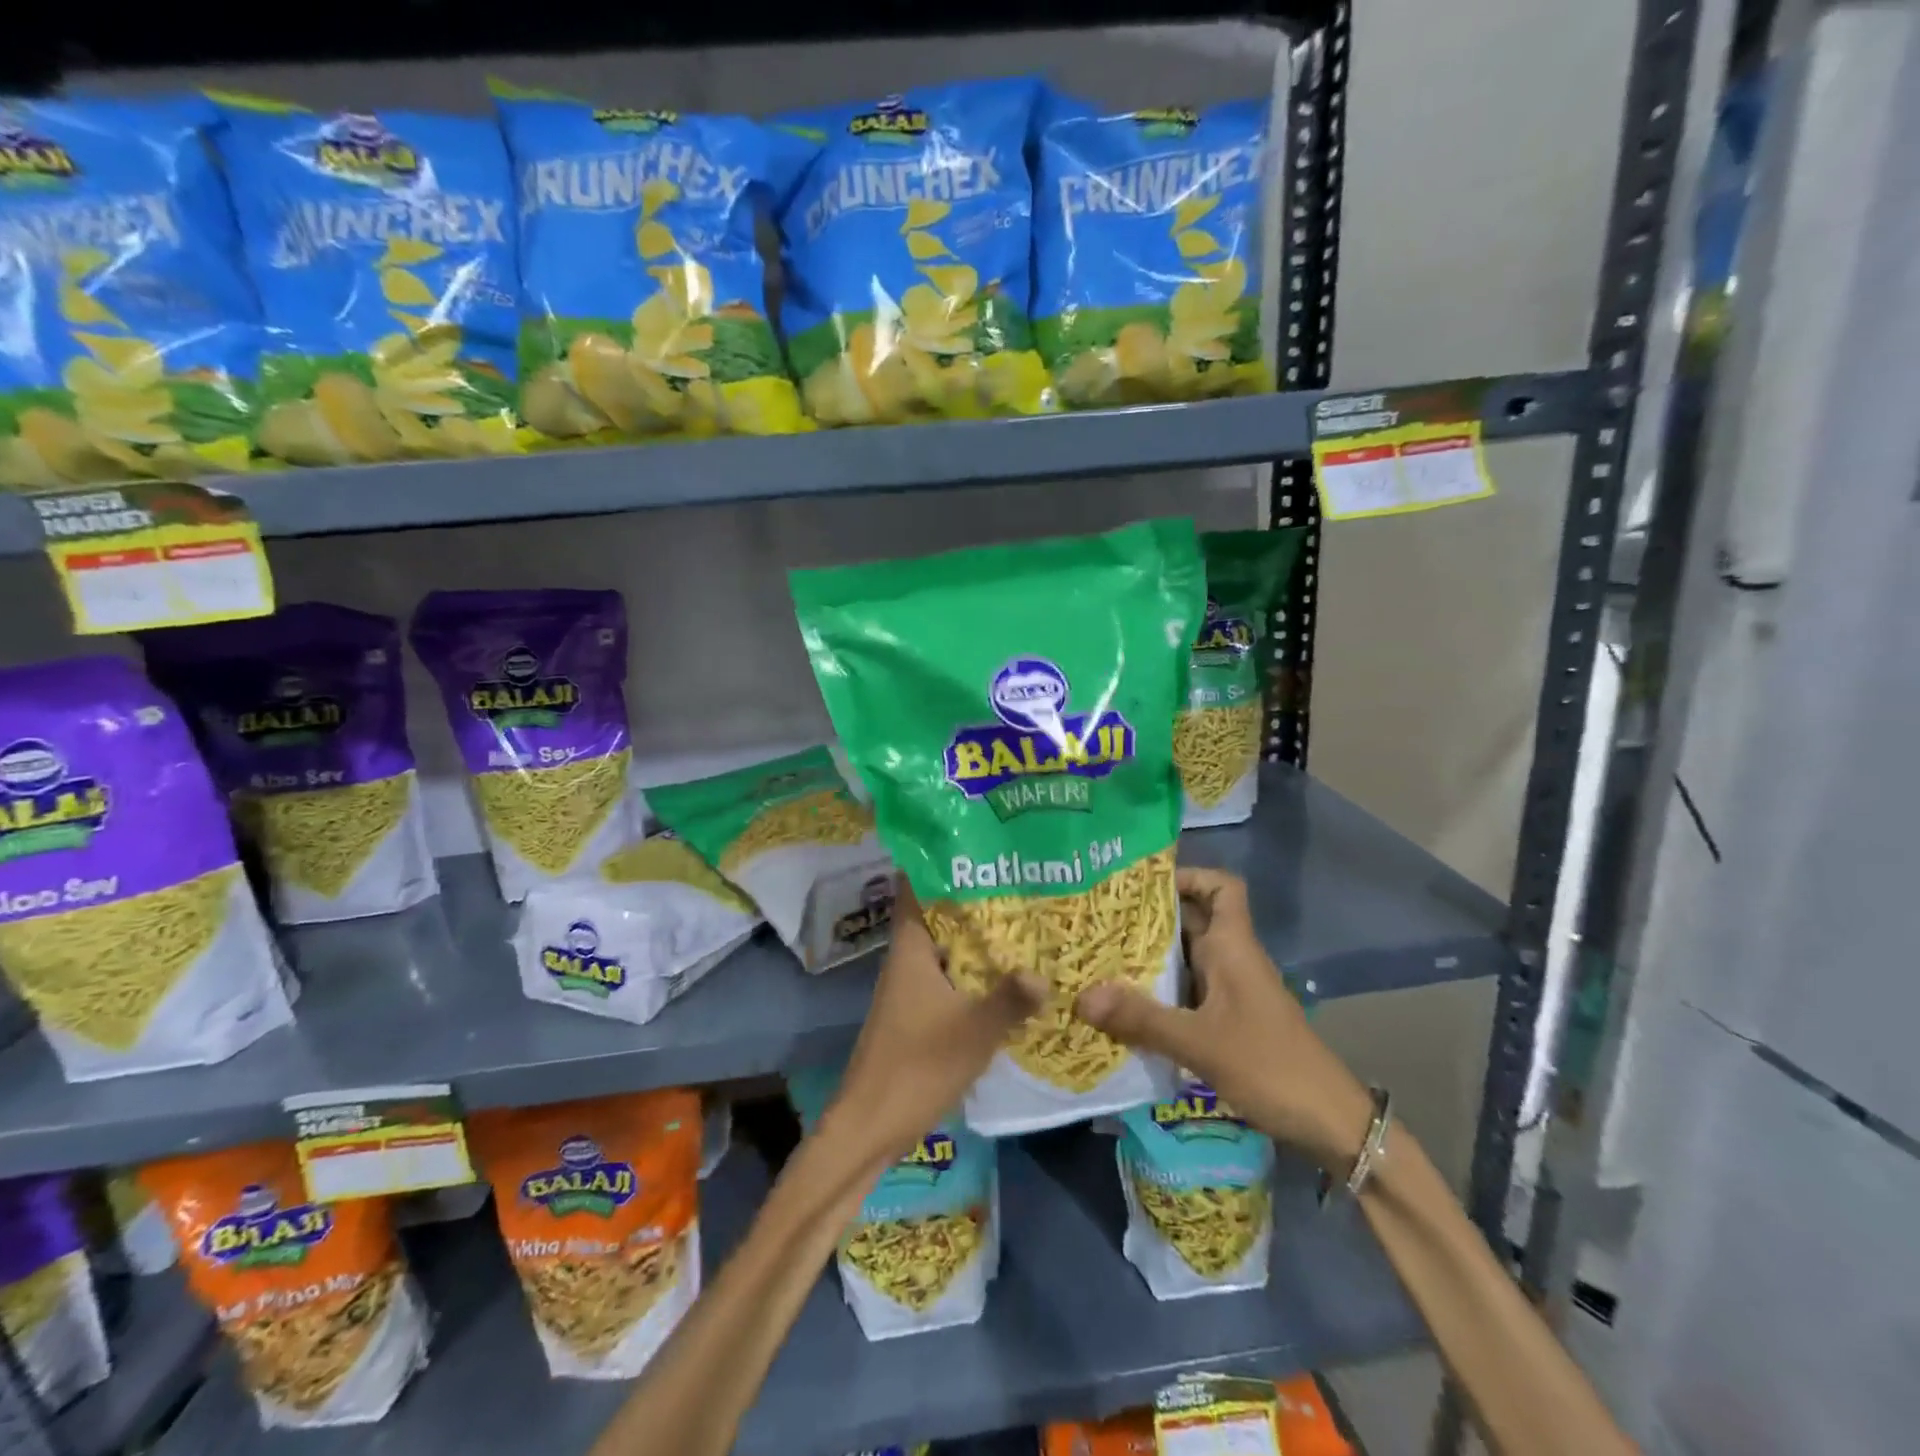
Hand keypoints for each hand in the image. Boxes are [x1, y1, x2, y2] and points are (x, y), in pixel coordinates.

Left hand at [820, 879, 1042, 1169]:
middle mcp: (907, 959)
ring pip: (946, 947)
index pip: (916, 887)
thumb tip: (1046, 972)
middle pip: (937, 914)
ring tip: (1023, 918)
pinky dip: (974, 969)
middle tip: (1018, 878)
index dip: (939, 861)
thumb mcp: (973, 1031)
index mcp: (910, 948)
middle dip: (973, 898)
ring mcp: (911, 987)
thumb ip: (1010, 999)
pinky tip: (1008, 974)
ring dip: (976, 936)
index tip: (976, 843)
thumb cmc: (917, 1066)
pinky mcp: (918, 1013)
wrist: (871, 1125)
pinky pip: (949, 976)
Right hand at [1074, 867, 1372, 1169]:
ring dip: (1149, 957)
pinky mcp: (1228, 1021)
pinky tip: (1125, 1007)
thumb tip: (1081, 997)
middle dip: (1148, 918)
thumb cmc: (1270, 1066)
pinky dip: (1159, 992)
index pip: (1220, 886)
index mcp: (1233, 946)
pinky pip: (1187, 991)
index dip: (1188, 875)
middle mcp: (1231, 959)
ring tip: (1100, 959)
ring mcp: (1231, 991)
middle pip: (1192, 920)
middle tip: (1099, 921)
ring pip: (1186, 958)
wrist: (1330, 1123)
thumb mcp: (1200, 1042)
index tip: (1142, 885)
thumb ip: (1141, 1019)